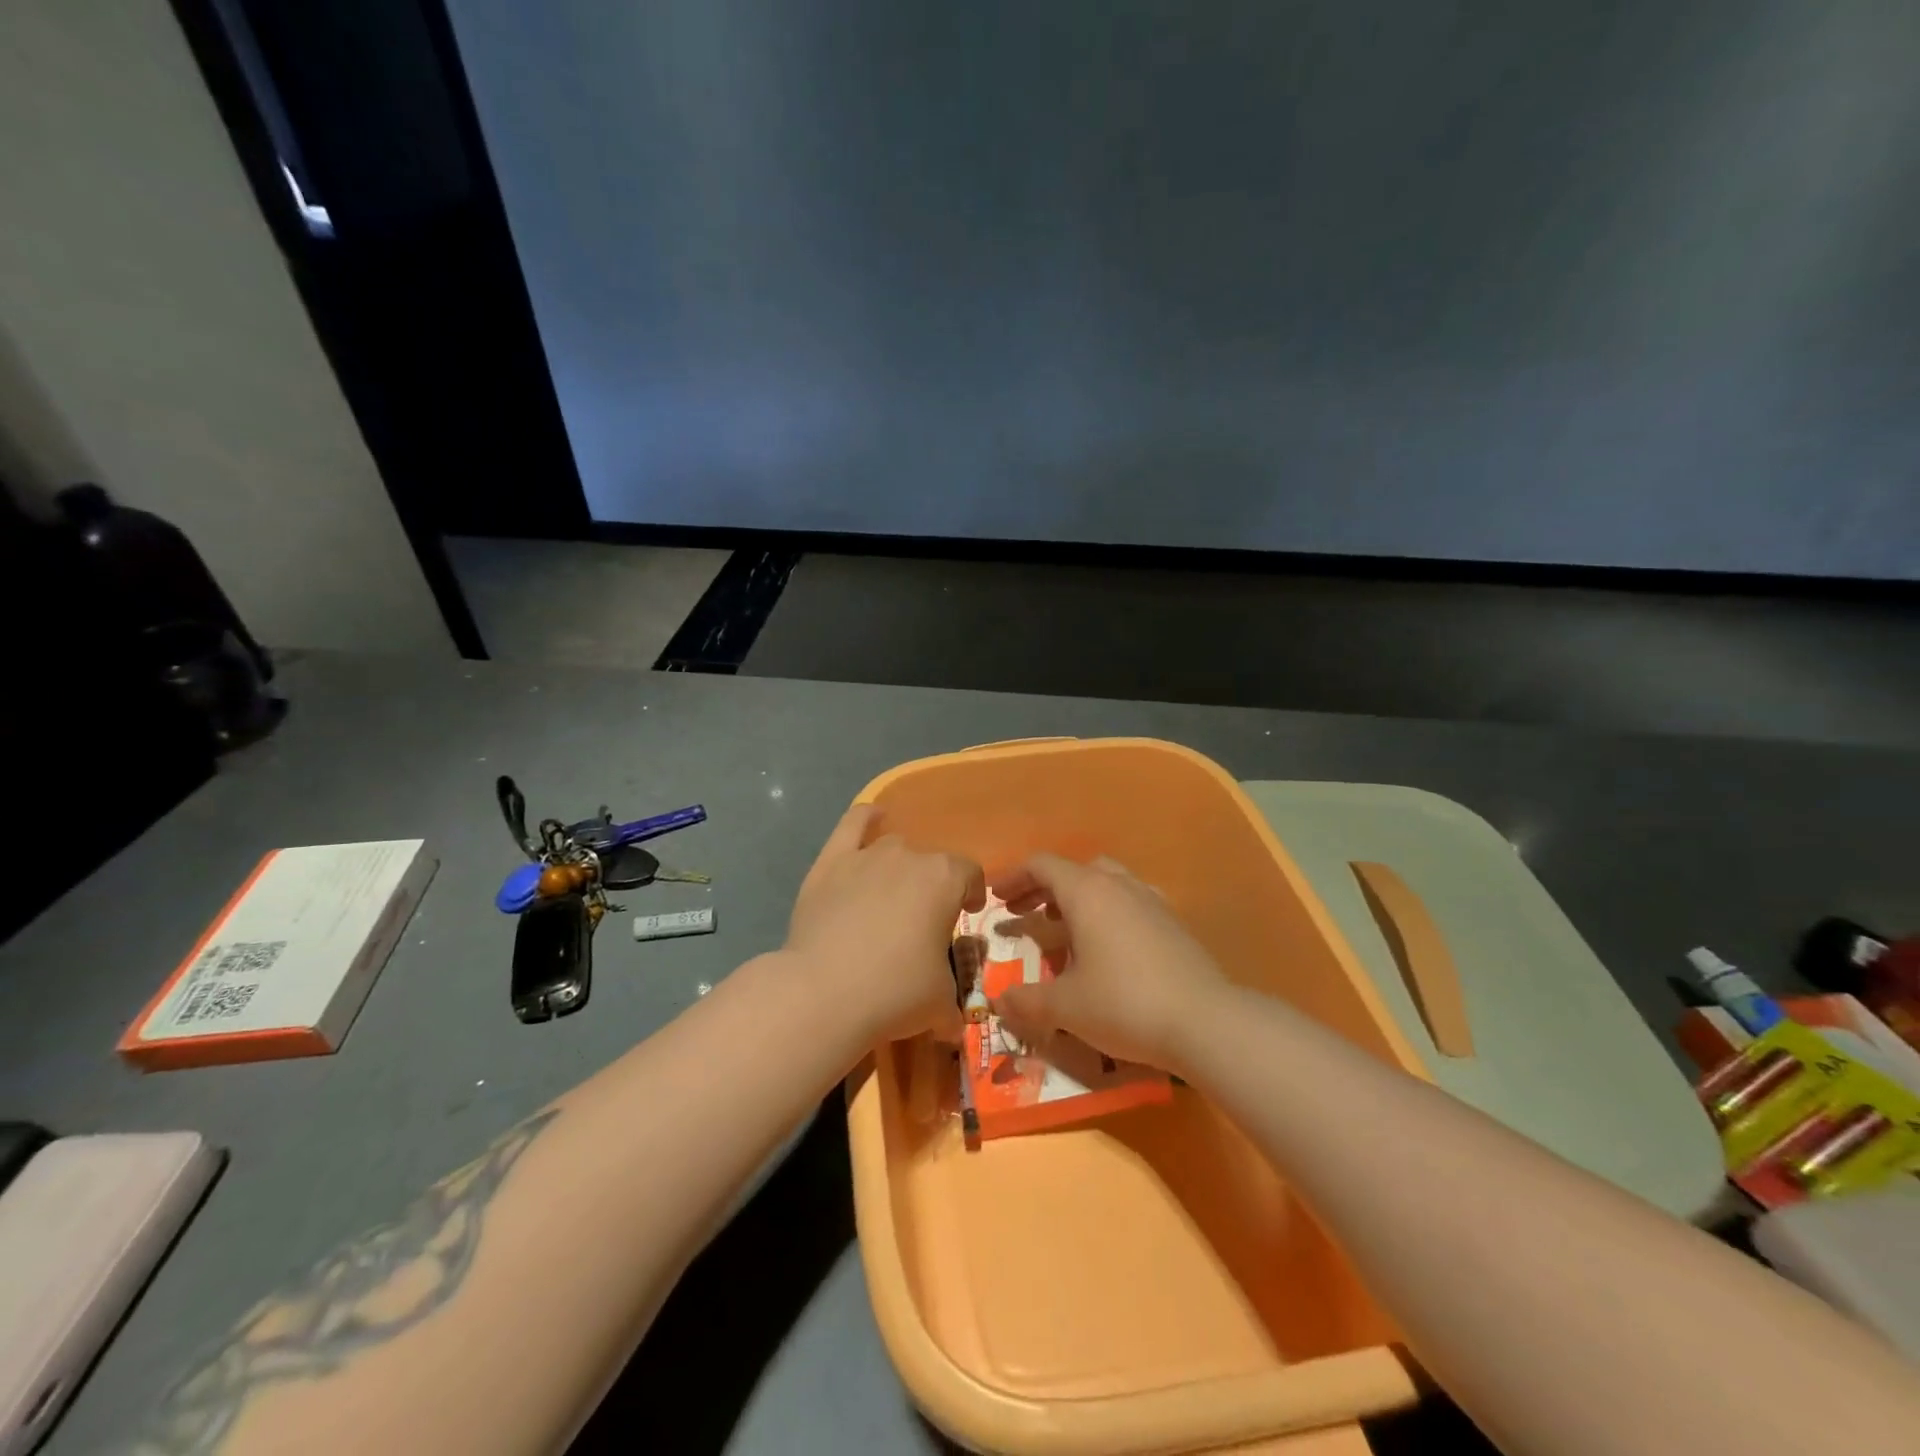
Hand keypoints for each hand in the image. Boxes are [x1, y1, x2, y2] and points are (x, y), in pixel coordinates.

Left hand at [786, 805, 984, 1041]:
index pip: (970, 874)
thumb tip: (952, 1022)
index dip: (973, 894)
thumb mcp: (941, 1003)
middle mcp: (910, 856)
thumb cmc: (894, 993)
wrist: (824, 992)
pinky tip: (873, 818)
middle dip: (933, 887)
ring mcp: (867, 855)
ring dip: (901, 866)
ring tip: (892, 894)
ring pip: (894, 848)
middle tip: (922, 921)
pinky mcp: (831, 862)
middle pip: (931, 863)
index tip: (967, 914)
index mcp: (945, 880)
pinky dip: (866, 818)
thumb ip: (953, 1000)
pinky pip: (854, 824)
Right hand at [990, 854, 1229, 1073]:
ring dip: (1077, 900)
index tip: (994, 897)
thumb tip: (999, 1002)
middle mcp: (1119, 886)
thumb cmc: (1124, 1004)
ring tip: (1062, 930)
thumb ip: (1027, 1001)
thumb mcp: (1066, 1007)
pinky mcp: (1172, 923)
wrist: (1205, 1022)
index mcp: (1087, 892)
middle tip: (1023, 913)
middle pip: (1073, 871)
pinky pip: (1129, 904)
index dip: (1013, 877)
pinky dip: (1107, 914)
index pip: (1042, 865)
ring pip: (1104, 884)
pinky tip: (1106, 947)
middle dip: (1043, 889)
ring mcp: (1150, 901)